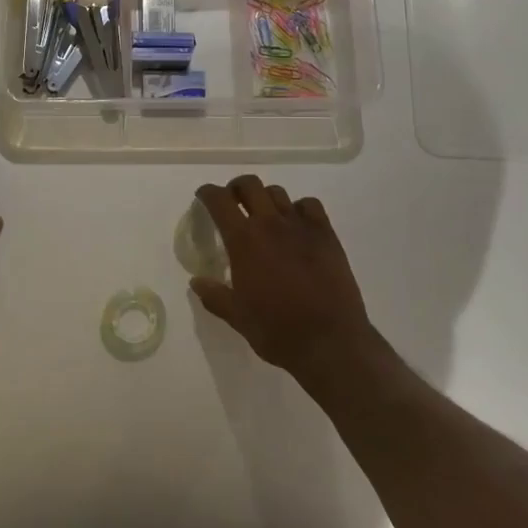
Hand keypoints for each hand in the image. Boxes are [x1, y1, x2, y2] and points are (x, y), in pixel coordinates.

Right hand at [191, 176, 377, 380]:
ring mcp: (301, 227)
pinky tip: (296, 224)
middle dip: (236, 188)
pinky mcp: (326, 235)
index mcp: (244, 241)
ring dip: (265, 198)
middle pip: (250, 185)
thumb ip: (214, 295)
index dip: (208, 193)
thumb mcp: (237, 317)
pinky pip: (309, 205)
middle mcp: (270, 224)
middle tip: (233, 202)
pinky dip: (298, 208)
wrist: (330, 341)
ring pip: (278, 193)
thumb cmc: (277, 330)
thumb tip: (196, 282)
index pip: (220, 201)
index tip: (203, 196)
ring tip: (264, 215)